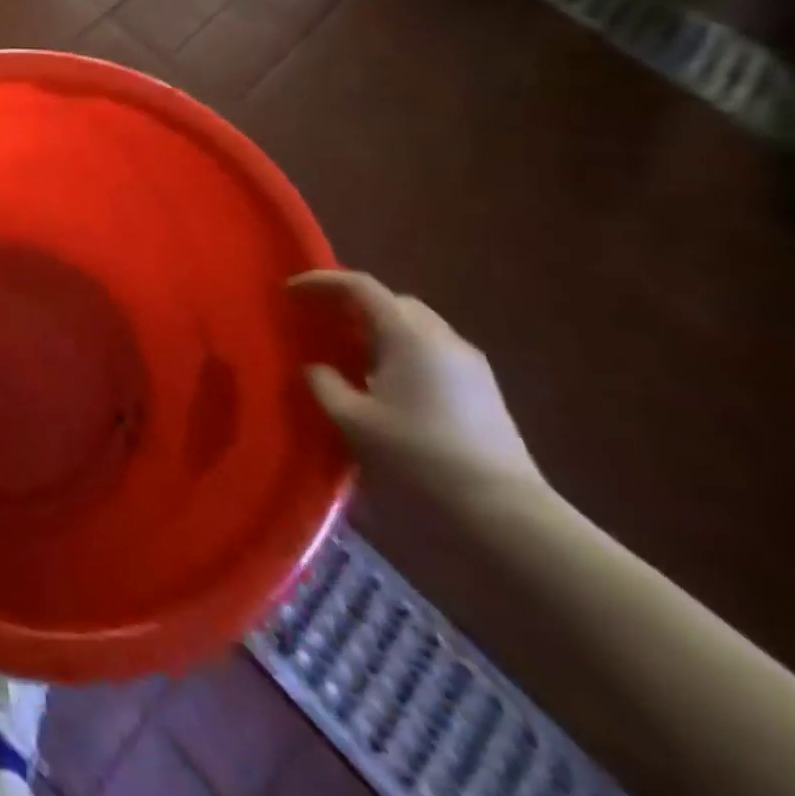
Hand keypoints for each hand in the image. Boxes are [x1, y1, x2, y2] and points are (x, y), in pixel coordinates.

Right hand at [292, 271, 542, 500]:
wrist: (505, 513)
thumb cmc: (419, 456)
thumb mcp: (352, 420)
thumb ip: (324, 383)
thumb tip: (317, 367)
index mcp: (409, 335)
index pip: (360, 286)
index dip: (321, 282)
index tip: (290, 292)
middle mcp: (442, 338)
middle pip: (391, 301)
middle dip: (352, 304)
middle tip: (319, 321)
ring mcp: (470, 364)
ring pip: (414, 327)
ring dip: (377, 330)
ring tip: (348, 354)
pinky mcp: (483, 391)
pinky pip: (431, 351)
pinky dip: (400, 351)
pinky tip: (384, 383)